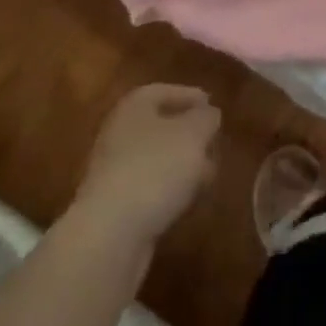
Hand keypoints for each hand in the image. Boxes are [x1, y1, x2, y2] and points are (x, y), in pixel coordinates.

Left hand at [73, 84, 220, 244]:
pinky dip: (169, 189)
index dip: (190, 96)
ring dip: (182, 165)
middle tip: (214, 143)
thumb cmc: (155, 168)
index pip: (164, 91)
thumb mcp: (193, 133)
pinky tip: (188, 200)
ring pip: (156, 159)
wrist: (110, 234)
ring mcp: (114, 171)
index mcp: (134, 107)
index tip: (213, 106)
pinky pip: (149, 187)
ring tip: (209, 176)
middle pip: (159, 126)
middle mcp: (119, 133)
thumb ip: (206, 118)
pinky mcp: (115, 205)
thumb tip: (208, 114)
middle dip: (189, 134)